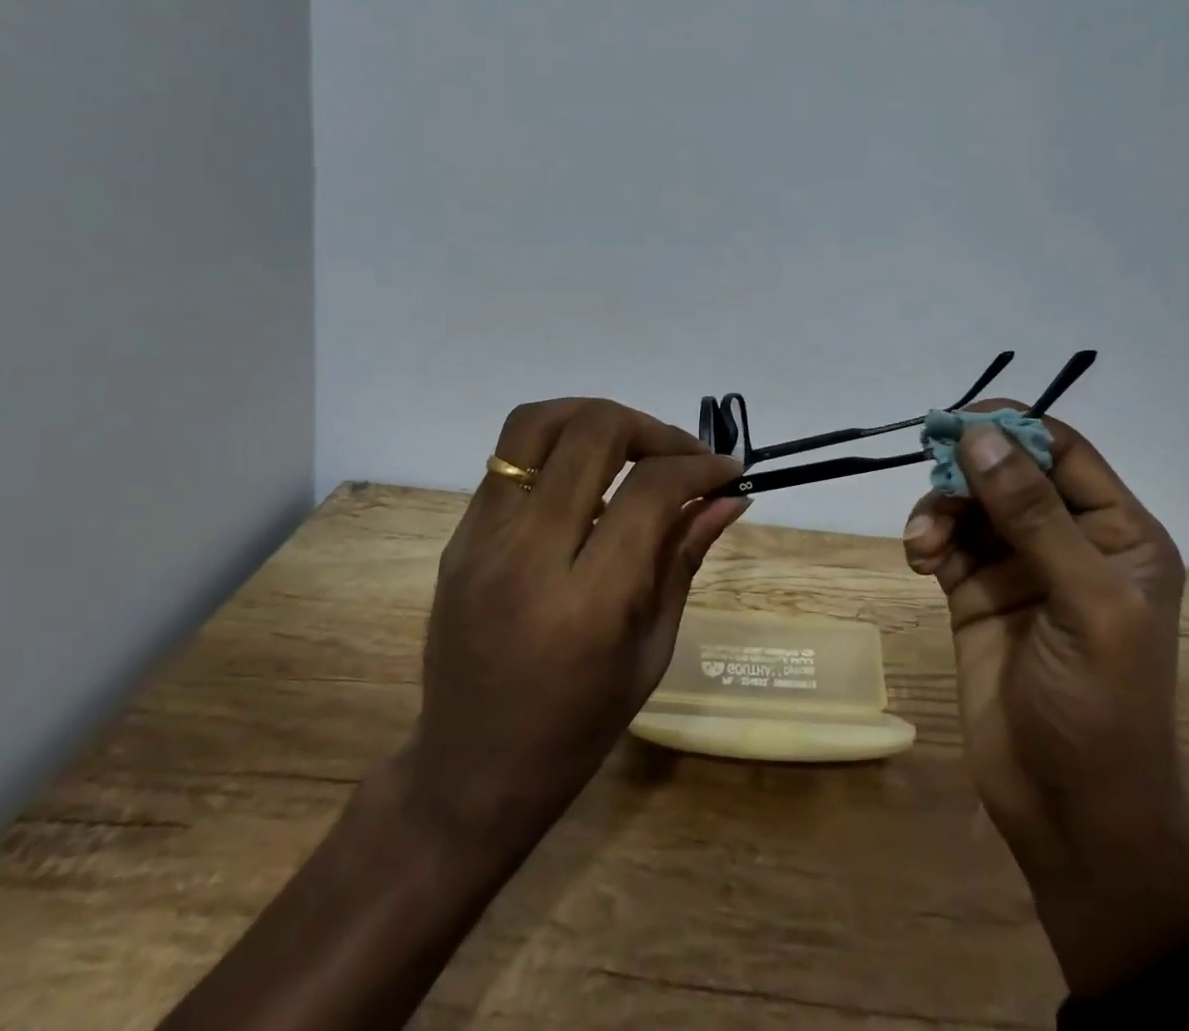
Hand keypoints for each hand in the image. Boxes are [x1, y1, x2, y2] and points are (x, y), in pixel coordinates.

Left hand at [394, 398, 747, 855]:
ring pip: (537, 423)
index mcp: (587, 602)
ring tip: (632, 443)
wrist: (470, 771)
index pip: (650, 490)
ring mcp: (482, 539)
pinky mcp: (459, 535)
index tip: (727, 471)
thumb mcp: (651, 649)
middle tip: (680, 454)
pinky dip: (559, 445)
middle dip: (651, 428)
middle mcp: (527, 555)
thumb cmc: (577, 728)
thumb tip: (730, 496)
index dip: (699, 466)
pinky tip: (586, 476)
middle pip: (593, 433)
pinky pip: (510, 457)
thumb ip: (684, 556)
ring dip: (596, 417)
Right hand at [902, 402, 1188, 997]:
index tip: (953, 422)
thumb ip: (1034, 515)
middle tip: (930, 479)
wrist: (1071, 816)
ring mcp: (1018, 567)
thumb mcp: (1085, 604)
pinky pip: (945, 540)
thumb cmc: (1102, 709)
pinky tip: (919, 561)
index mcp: (1117, 533)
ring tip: (923, 546)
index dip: (1010, 427)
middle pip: (1006, 470)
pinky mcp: (976, 593)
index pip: (1061, 451)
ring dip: (939, 509)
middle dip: (964, 472)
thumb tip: (980, 434)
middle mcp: (1068, 540)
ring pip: (968, 503)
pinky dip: (927, 538)